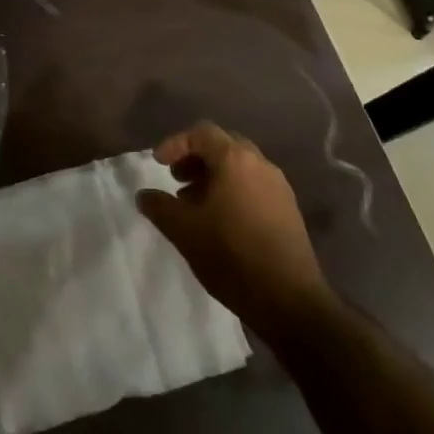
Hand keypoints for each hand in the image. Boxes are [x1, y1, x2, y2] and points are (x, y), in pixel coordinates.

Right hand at [137, 121, 330, 336]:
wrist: (289, 300)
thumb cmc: (231, 255)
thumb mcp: (184, 231)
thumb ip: (159, 206)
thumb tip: (144, 195)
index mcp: (235, 160)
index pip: (202, 133)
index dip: (176, 144)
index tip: (158, 165)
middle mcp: (260, 164)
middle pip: (223, 145)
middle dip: (196, 157)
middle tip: (177, 179)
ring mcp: (279, 186)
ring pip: (240, 166)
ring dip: (214, 176)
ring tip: (194, 203)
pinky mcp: (288, 209)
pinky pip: (254, 185)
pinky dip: (233, 190)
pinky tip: (220, 220)